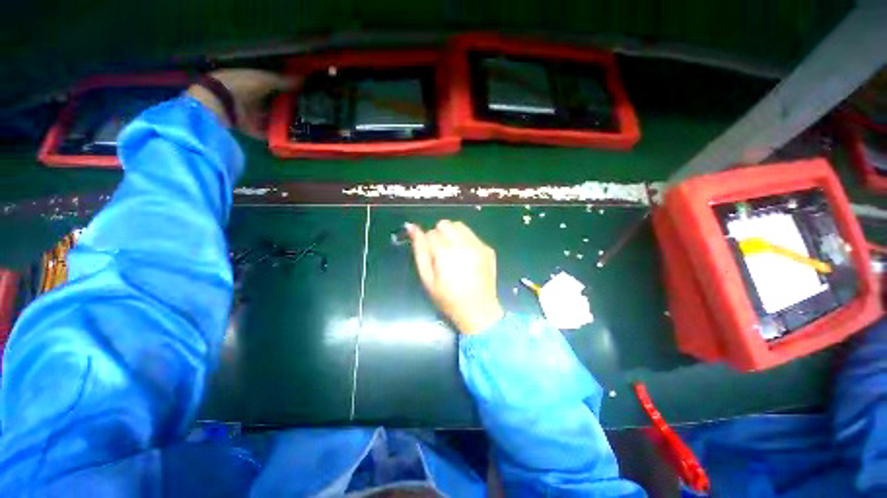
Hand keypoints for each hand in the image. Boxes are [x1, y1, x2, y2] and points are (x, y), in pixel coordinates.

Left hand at [186, 69, 299, 136]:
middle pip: (272, 105)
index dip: (286, 91)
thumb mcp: (265, 80)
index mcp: (252, 82)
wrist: (220, 103)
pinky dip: (275, 136)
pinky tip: (290, 139)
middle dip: (286, 109)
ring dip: (282, 123)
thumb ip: (284, 81)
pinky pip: (265, 133)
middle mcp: (250, 98)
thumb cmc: (241, 85)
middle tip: (305, 115)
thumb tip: (304, 80)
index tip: (301, 96)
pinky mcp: (249, 128)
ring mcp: (249, 114)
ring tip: (301, 128)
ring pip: (270, 119)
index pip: (272, 87)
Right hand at [407, 220, 504, 334]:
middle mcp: (463, 243)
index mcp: (445, 252)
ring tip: (454, 252)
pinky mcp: (488, 248)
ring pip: (460, 226)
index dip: (427, 244)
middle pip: (445, 224)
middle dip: (439, 234)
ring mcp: (478, 245)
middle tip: (441, 253)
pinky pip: (472, 235)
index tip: (432, 258)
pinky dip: (466, 240)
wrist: (478, 310)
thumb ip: (420, 250)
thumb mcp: (427, 278)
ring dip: (453, 234)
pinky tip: (467, 257)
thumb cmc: (448, 298)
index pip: (430, 233)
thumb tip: (412, 227)